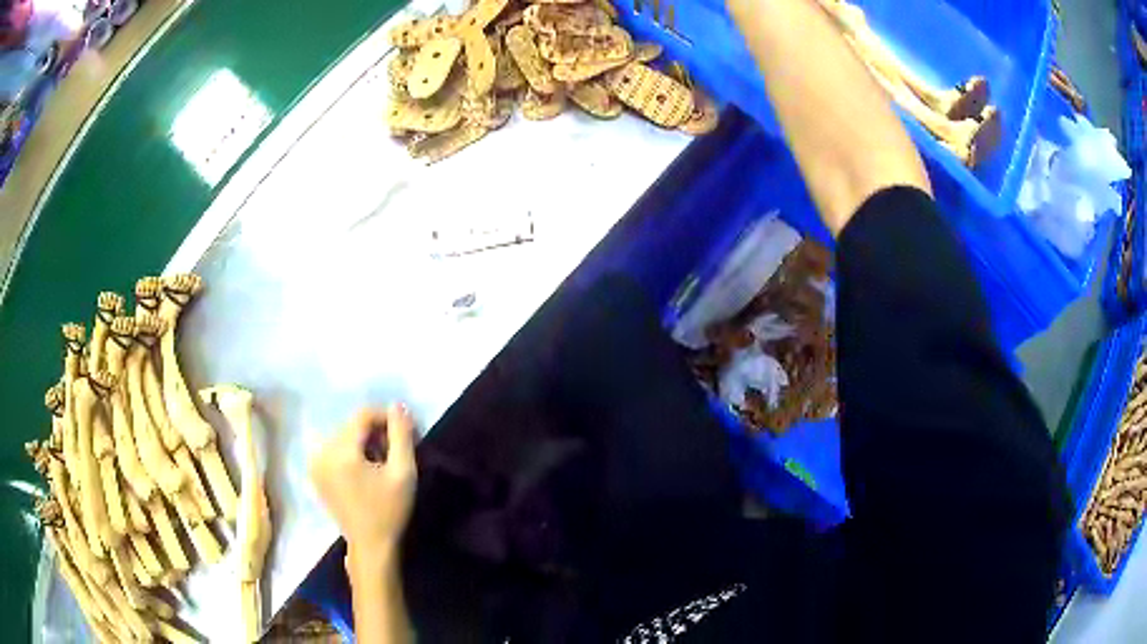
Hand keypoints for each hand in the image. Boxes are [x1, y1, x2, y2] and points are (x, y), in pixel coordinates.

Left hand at [310, 405, 417, 562]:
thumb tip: (397, 405)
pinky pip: (334, 449)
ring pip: (343, 436)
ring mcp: (315, 464)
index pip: (362, 416)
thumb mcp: (404, 472)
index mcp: (341, 452)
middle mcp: (322, 452)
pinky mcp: (315, 474)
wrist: (371, 545)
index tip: (404, 432)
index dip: (385, 417)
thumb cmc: (389, 510)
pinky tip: (365, 471)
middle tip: (394, 451)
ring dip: (363, 442)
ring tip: (381, 462)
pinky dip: (350, 452)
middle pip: (351, 425)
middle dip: (375, 432)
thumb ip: (401, 435)